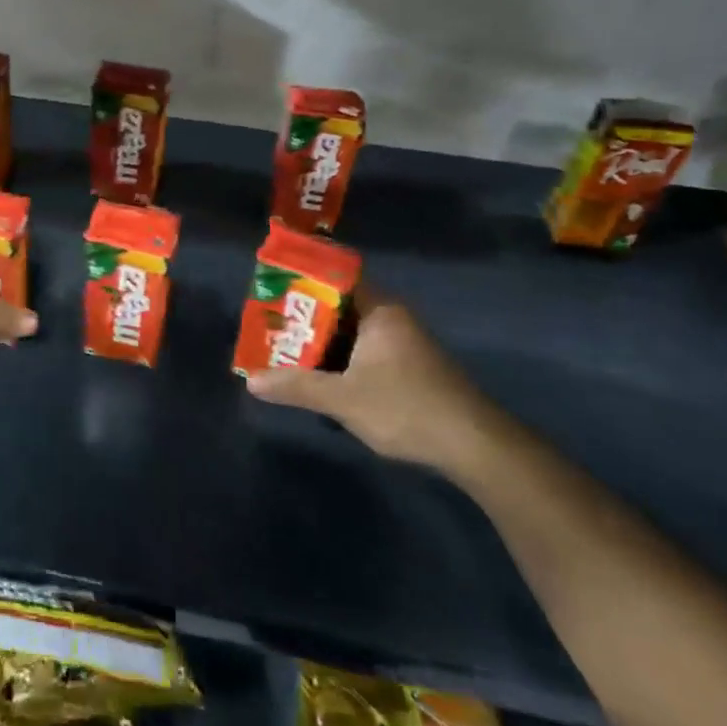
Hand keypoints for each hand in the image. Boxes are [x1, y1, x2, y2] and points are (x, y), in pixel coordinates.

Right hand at [245, 285, 501, 470]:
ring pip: (351, 334)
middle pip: (340, 308)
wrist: (474, 447)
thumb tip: (251, 381)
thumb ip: (296, 386)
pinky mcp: (408, 370)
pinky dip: (340, 361)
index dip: (303, 281)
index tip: (273, 290)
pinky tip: (319, 378)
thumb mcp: (342, 399)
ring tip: (283, 351)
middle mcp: (392, 319)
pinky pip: (364, 353)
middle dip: (304, 319)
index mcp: (380, 311)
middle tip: (269, 326)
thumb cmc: (406, 408)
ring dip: (321, 344)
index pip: (337, 278)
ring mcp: (403, 345)